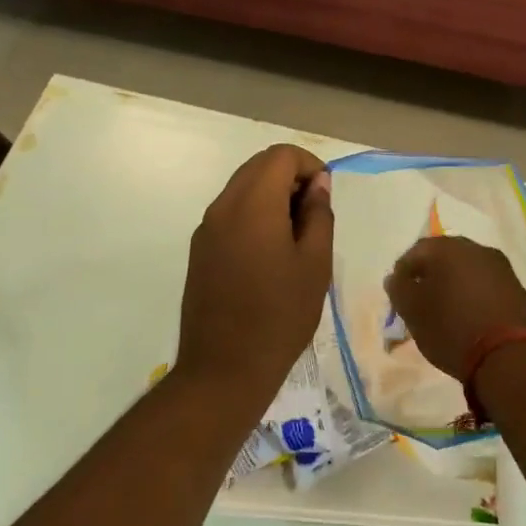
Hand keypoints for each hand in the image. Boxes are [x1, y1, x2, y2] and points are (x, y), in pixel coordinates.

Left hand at [176, 145, 333, 403]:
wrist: (223, 370)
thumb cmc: (279, 316)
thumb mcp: (315, 265)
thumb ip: (318, 215)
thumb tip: (317, 184)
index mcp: (253, 204)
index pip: (281, 155)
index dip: (310, 165)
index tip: (325, 197)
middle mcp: (223, 206)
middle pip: (258, 166)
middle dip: (290, 177)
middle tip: (314, 214)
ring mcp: (206, 228)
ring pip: (243, 187)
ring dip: (272, 195)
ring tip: (295, 236)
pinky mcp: (199, 249)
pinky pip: (230, 212)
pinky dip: (254, 214)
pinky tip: (270, 253)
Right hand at [384, 236, 525, 377]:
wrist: (510, 357)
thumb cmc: (452, 329)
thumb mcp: (414, 312)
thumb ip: (399, 290)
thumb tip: (395, 278)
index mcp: (448, 248)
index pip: (416, 251)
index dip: (403, 272)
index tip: (399, 296)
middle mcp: (476, 249)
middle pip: (444, 257)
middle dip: (429, 276)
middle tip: (420, 302)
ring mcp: (501, 267)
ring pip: (467, 270)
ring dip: (453, 285)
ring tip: (445, 312)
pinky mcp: (517, 288)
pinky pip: (486, 284)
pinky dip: (473, 296)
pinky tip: (469, 317)